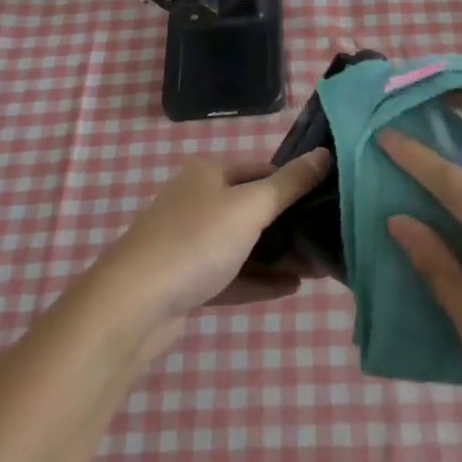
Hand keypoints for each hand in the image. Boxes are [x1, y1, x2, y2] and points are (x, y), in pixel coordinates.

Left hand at [95, 150, 331, 354]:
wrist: (131, 306)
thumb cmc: (195, 241)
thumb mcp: (250, 207)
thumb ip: (290, 184)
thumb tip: (325, 154)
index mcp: (209, 172)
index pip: (263, 169)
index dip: (295, 183)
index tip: (329, 202)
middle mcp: (197, 200)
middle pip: (254, 208)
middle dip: (291, 226)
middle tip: (329, 241)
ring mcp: (189, 242)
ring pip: (244, 244)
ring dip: (279, 255)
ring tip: (319, 269)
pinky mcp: (186, 280)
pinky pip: (231, 274)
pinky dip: (259, 279)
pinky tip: (291, 288)